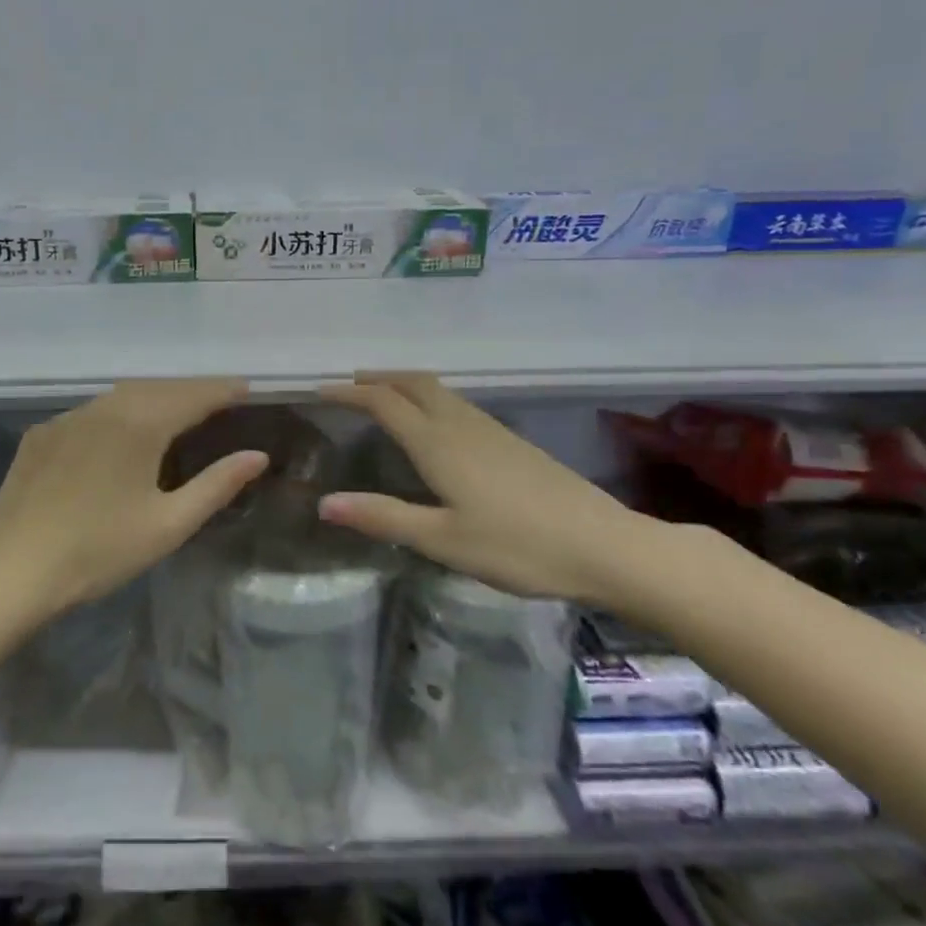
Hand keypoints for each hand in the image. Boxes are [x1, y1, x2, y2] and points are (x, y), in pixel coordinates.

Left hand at [0, 379, 269, 617]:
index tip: (246, 387)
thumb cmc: (100, 551)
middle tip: (219, 399)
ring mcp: (66, 418)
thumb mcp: (169, 524)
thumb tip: (257, 456)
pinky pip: (90, 411)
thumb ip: (217, 485)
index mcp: (138, 425)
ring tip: (177, 410)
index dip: (222, 390)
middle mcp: (102, 408)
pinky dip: (119, 411)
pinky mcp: (40, 435)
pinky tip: (121, 431)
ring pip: (121, 395)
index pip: (191, 396)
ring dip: (155, 396)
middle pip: (157, 388)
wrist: (13, 571)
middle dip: (191, 390)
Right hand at [318, 373, 657, 604]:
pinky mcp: (513, 442)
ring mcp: (492, 431)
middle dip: (379, 378)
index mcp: (439, 444)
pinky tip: (435, 426)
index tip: (320, 391)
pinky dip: (430, 400)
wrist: (606, 546)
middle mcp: (462, 425)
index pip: (384, 403)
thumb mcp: (443, 540)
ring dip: (405, 385)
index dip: (350, 394)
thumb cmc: (518, 547)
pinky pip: (459, 405)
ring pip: (440, 391)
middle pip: (414, 384)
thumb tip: (324, 503)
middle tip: (349, 385)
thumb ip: (383, 517)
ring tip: (383, 397)